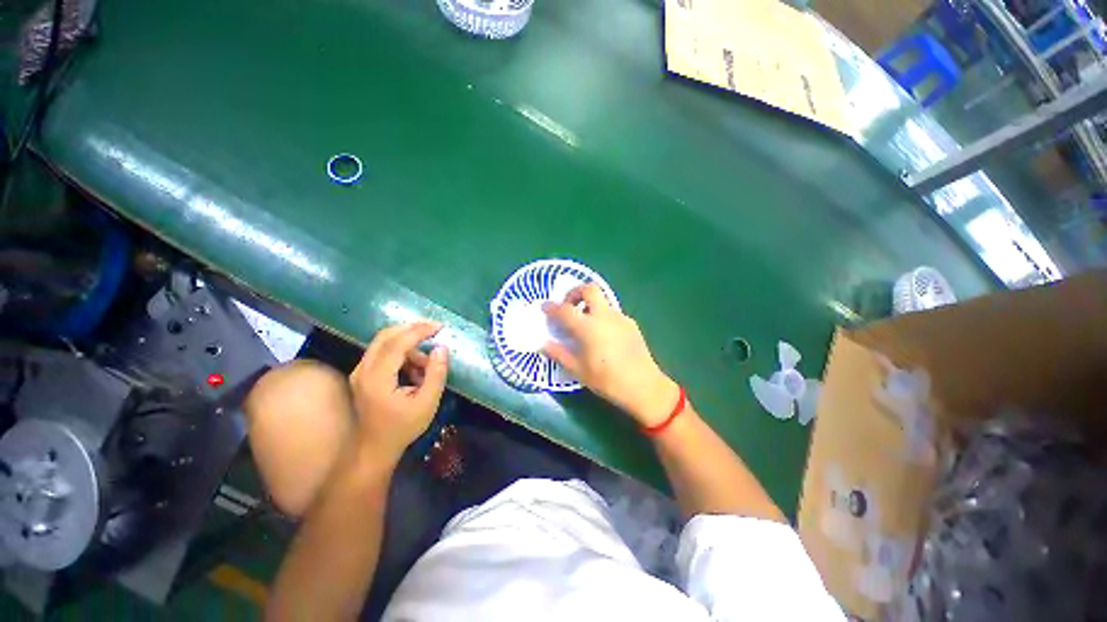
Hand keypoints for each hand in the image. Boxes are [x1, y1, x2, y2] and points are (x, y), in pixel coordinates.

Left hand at [349, 322, 448, 463]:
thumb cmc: (401, 429)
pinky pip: (383, 353)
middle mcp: (363, 370)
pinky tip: (415, 370)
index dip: (419, 331)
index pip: (397, 343)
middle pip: (386, 336)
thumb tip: (442, 348)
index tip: (439, 327)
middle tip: (434, 330)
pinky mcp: (363, 375)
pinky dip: (402, 353)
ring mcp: (360, 372)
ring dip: (409, 345)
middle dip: (412, 329)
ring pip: (384, 343)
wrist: (371, 449)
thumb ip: (436, 374)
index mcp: (377, 379)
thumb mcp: (427, 403)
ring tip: (427, 365)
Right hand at [543, 284, 678, 426]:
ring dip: (590, 305)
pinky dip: (602, 316)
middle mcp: (604, 316)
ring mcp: (620, 317)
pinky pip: (612, 312)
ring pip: (602, 300)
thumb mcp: (578, 370)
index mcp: (588, 327)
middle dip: (575, 292)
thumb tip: (543, 344)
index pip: (565, 310)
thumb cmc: (607, 380)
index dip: (552, 307)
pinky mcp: (631, 323)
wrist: (644, 386)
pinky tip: (602, 335)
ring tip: (585, 324)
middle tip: (569, 306)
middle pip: (589, 289)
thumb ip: (559, 353)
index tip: (545, 308)